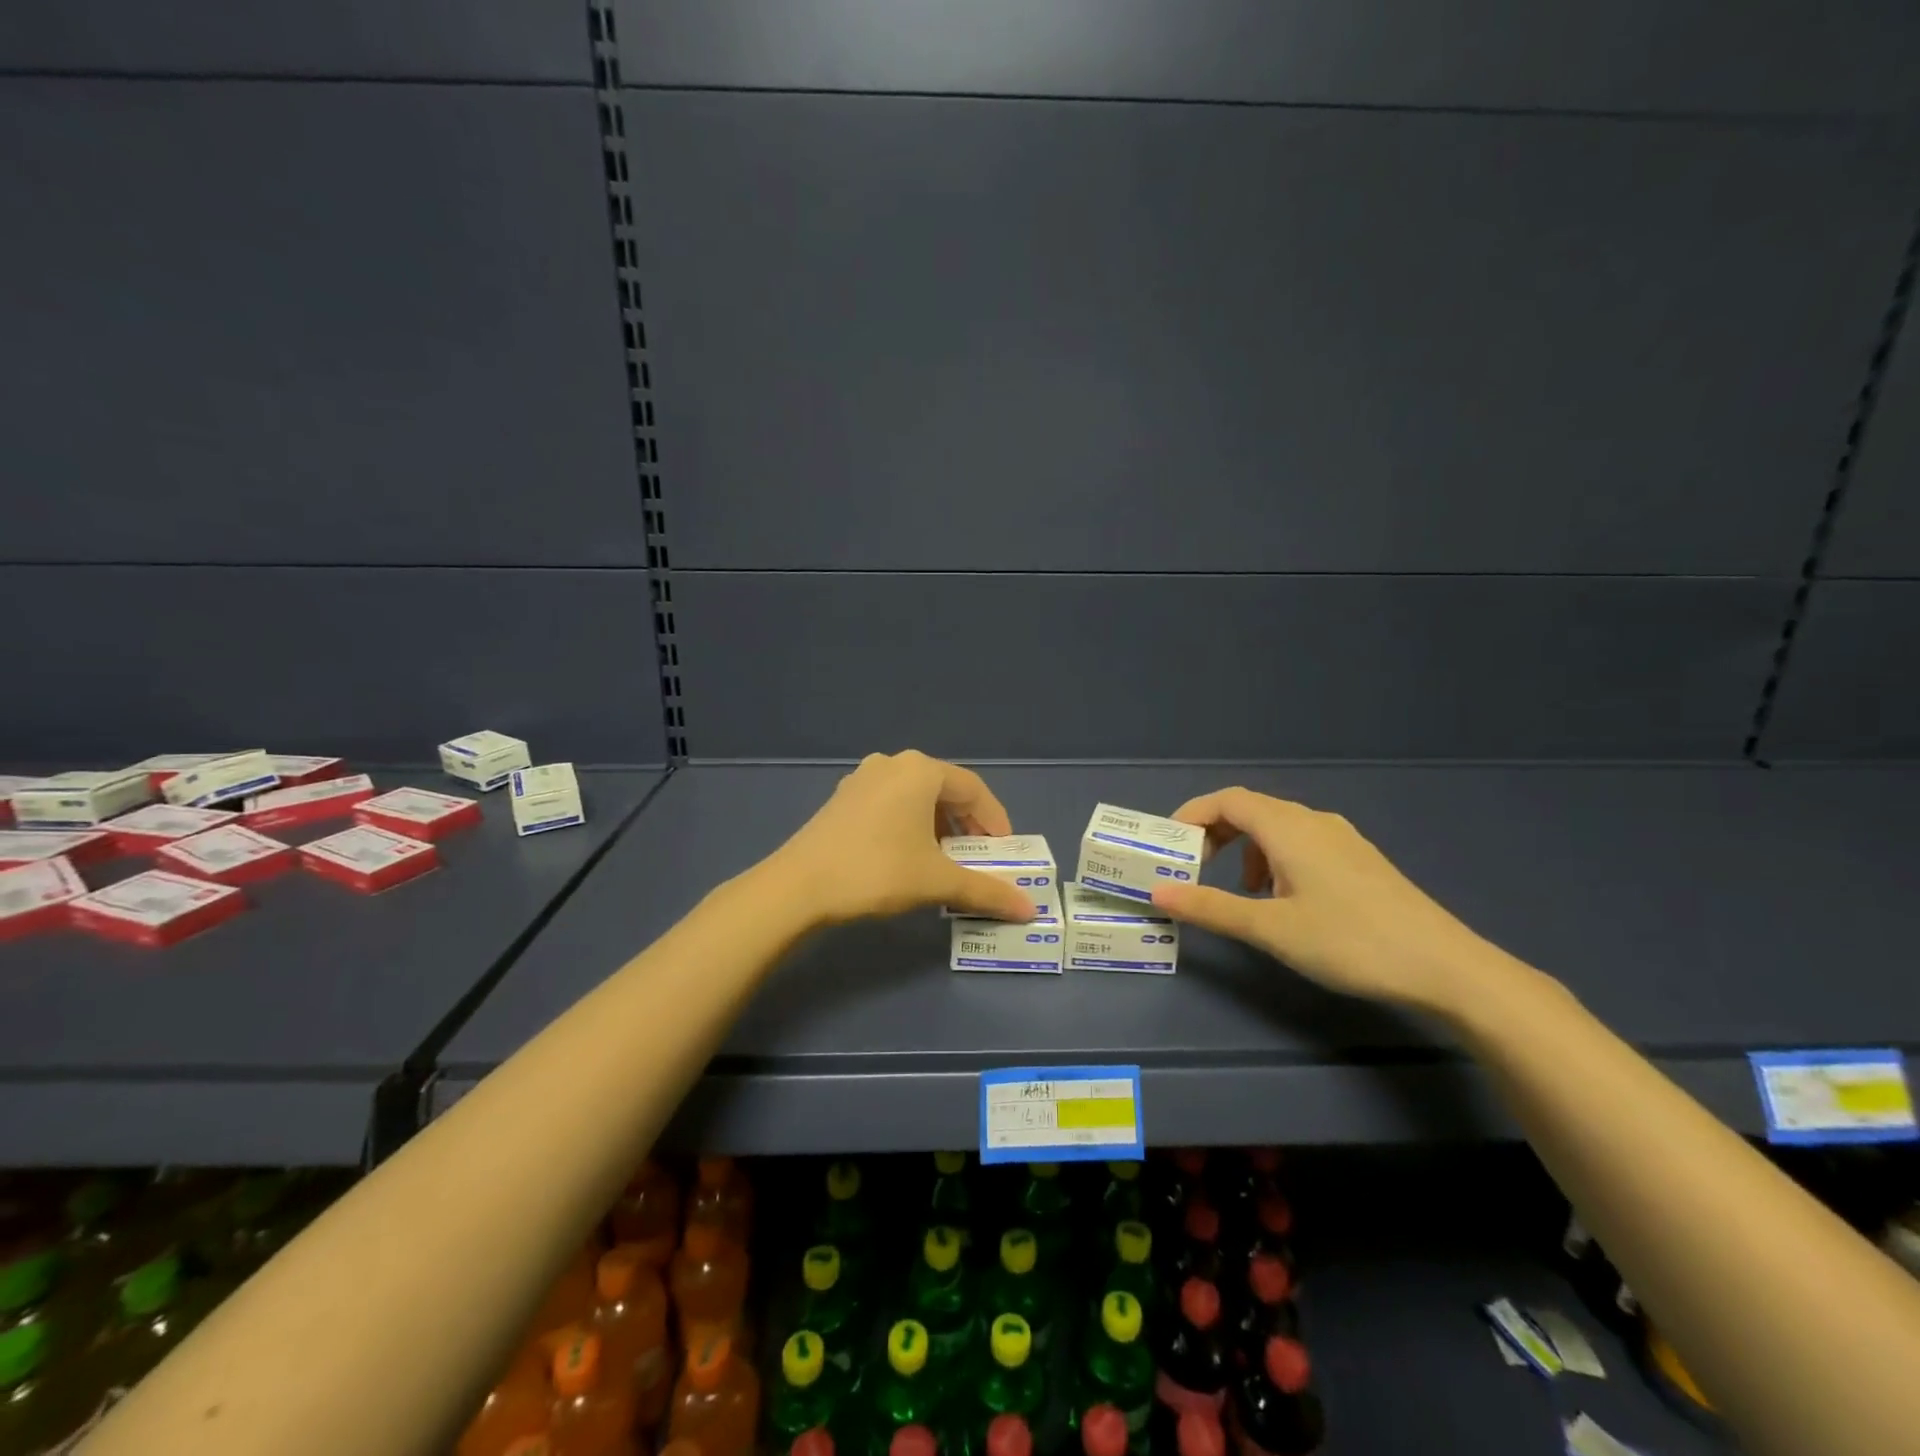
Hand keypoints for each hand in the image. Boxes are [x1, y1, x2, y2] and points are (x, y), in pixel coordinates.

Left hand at [769, 751, 1036, 926]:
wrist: (798, 886)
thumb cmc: (877, 871)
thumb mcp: (937, 881)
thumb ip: (986, 890)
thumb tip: (1029, 911)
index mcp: (921, 770)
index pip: (974, 790)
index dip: (995, 821)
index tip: (1005, 852)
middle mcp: (893, 764)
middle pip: (945, 791)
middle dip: (967, 825)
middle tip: (979, 858)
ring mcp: (863, 779)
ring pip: (916, 798)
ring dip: (939, 826)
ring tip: (946, 860)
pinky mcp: (842, 799)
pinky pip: (891, 804)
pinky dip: (911, 825)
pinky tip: (908, 855)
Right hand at [1150, 787, 1496, 1010]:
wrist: (1445, 967)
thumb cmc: (1349, 941)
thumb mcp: (1270, 928)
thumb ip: (1211, 907)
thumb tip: (1157, 894)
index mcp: (1289, 827)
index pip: (1227, 800)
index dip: (1192, 815)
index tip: (1168, 847)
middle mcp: (1314, 821)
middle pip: (1250, 810)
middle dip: (1214, 834)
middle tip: (1193, 869)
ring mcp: (1341, 840)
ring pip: (1277, 829)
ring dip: (1244, 850)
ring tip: (1239, 893)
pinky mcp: (1359, 861)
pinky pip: (1300, 844)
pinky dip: (1273, 861)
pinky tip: (1283, 901)